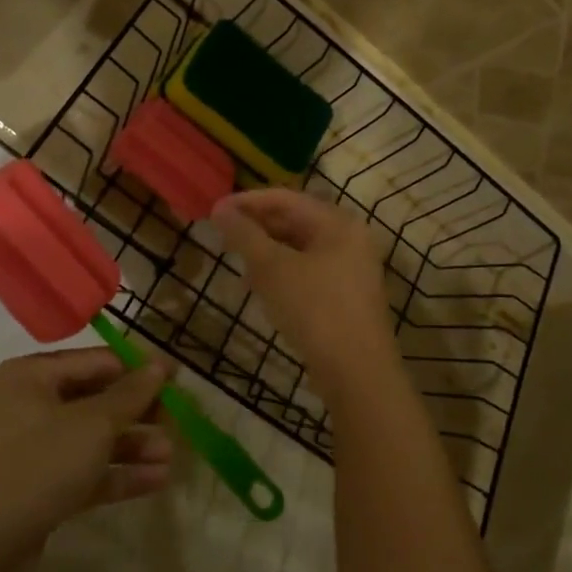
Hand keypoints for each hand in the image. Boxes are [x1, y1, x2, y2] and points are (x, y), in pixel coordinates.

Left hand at [0, 348, 173, 571]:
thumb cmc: (35, 465)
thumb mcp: (92, 424)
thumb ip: (130, 394)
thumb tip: (160, 365)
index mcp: (34, 376)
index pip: (97, 362)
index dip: (138, 370)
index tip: (176, 381)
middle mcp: (31, 406)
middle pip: (97, 400)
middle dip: (138, 413)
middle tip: (176, 423)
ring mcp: (33, 450)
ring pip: (93, 440)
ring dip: (132, 446)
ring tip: (171, 457)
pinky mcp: (39, 490)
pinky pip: (85, 472)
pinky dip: (117, 474)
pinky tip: (156, 481)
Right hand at [211, 191, 398, 402]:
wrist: (357, 373)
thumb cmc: (315, 310)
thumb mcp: (273, 269)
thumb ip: (245, 235)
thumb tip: (220, 210)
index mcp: (338, 223)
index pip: (285, 198)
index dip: (247, 202)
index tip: (213, 211)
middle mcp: (350, 239)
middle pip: (295, 221)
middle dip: (257, 227)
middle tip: (222, 237)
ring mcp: (352, 269)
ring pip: (300, 248)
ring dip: (267, 252)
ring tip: (237, 263)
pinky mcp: (347, 296)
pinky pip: (308, 271)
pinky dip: (283, 273)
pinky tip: (260, 287)